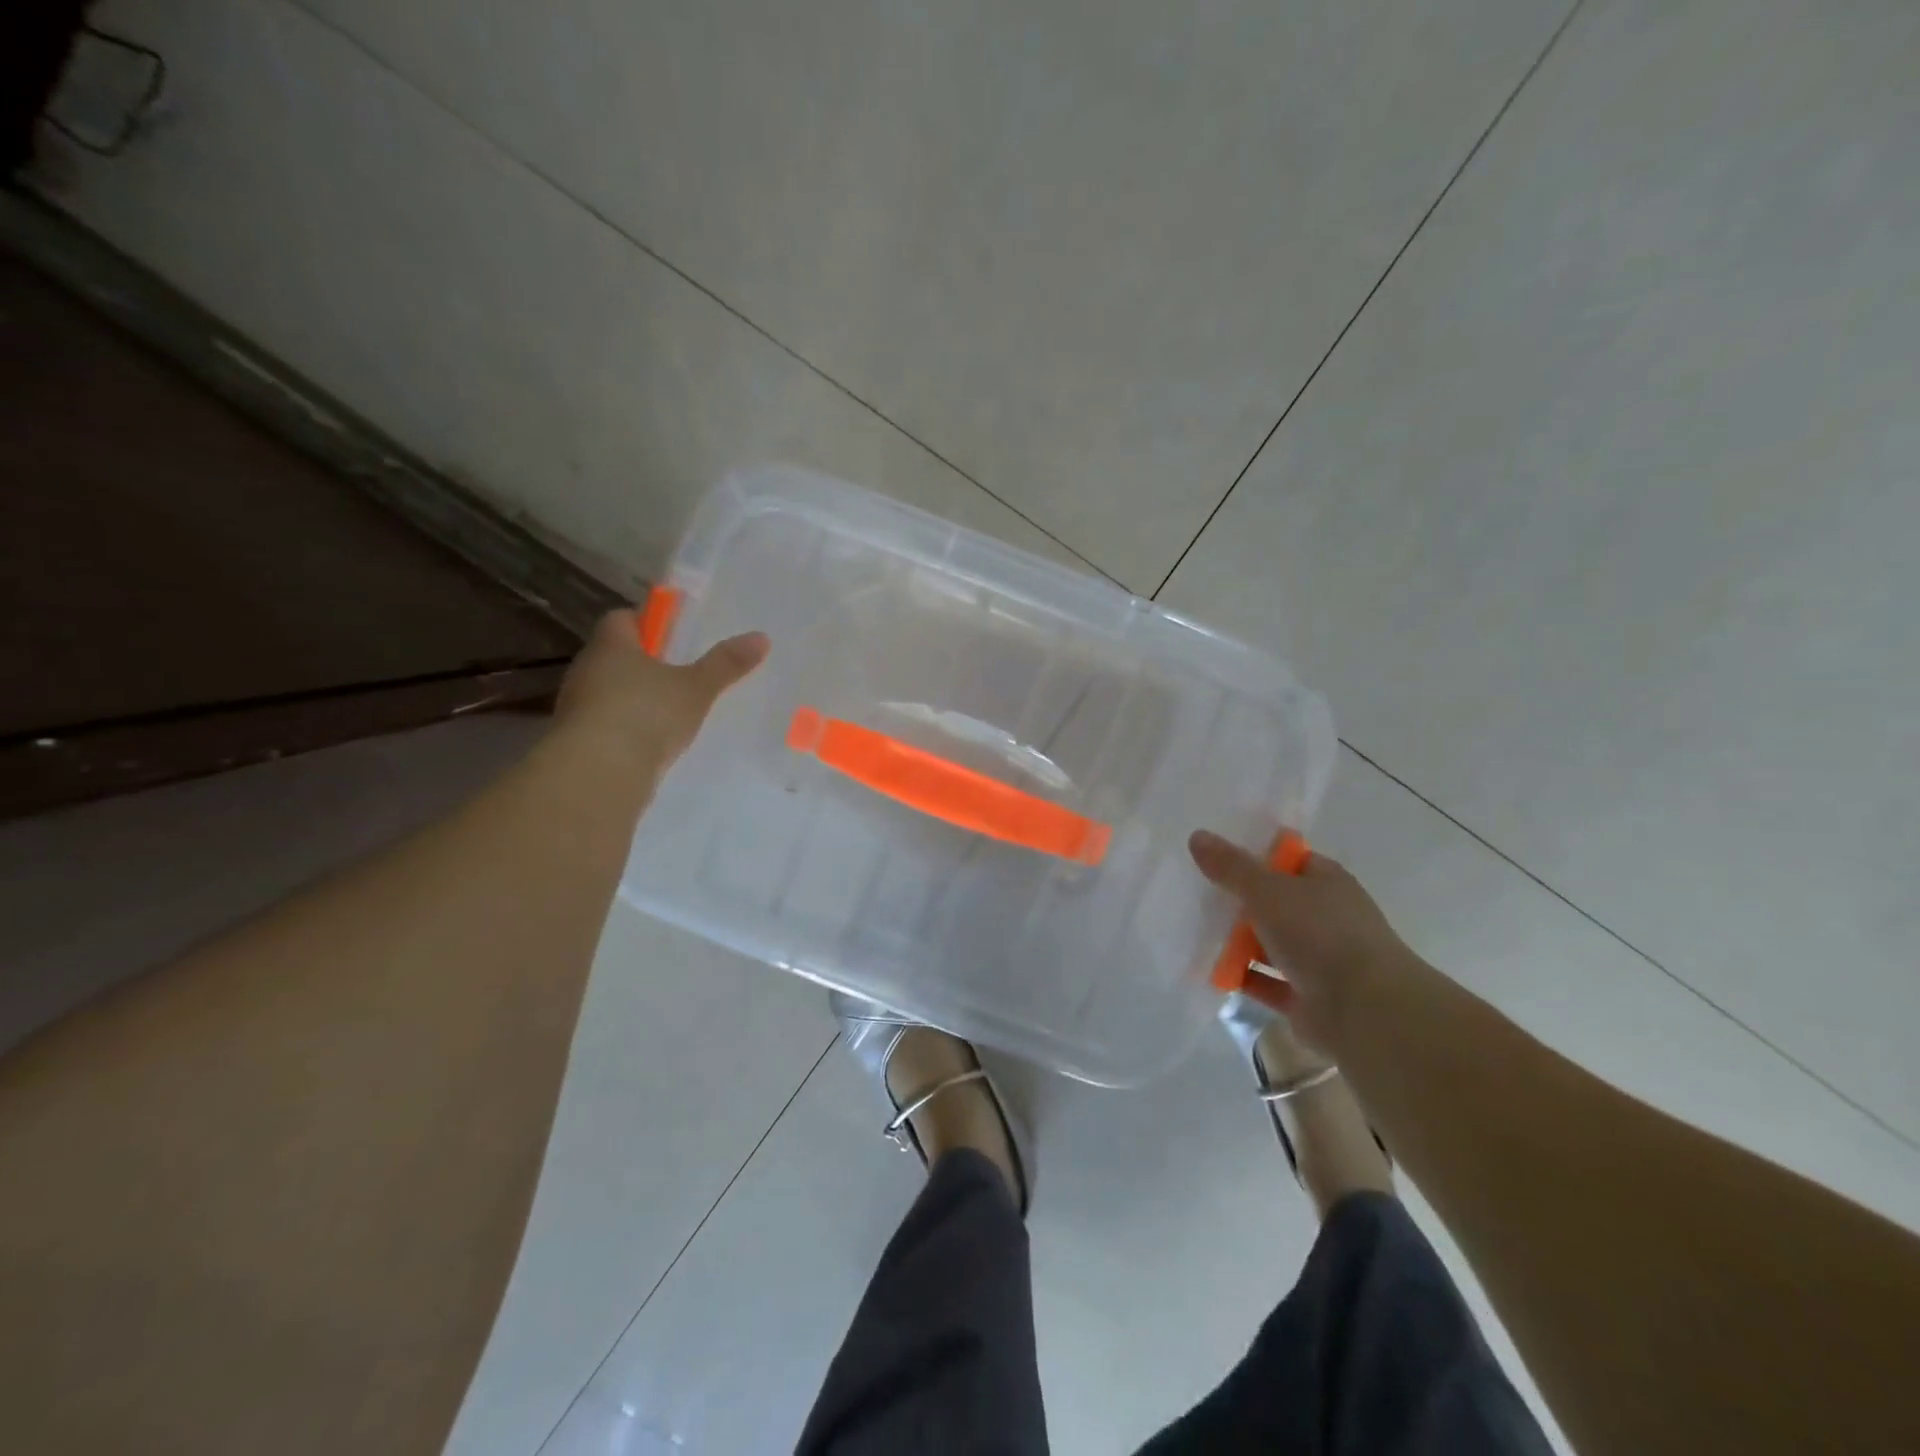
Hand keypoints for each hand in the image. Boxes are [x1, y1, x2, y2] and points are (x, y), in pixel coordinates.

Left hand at [552, 608, 767, 777]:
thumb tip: (761, 637)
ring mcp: (579, 707)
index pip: (622, 619)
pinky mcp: (580, 741)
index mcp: (611, 645)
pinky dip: (630, 728)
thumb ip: (726, 664)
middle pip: (617, 655)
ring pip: (611, 691)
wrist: (599, 774)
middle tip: (683, 672)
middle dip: (647, 662)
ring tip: (674, 711)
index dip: (648, 622)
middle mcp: (588, 669)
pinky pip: (609, 724)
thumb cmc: (647, 714)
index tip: (676, 634)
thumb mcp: (696, 688)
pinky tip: (655, 742)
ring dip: (637, 698)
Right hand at [1188, 829, 1424, 1054]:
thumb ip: (1231, 866)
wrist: (1365, 1011)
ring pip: (1269, 943)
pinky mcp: (1307, 998)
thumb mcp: (1267, 890)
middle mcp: (1326, 918)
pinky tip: (1209, 971)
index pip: (1289, 860)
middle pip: (1275, 902)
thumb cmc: (1320, 934)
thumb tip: (1197, 836)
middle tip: (1196, 893)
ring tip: (1193, 931)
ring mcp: (1319, 960)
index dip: (1255, 855)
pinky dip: (1241, 977)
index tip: (1216, 856)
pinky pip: (1265, 982)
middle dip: (1239, 900)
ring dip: (1237, 941)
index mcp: (1327, 883)